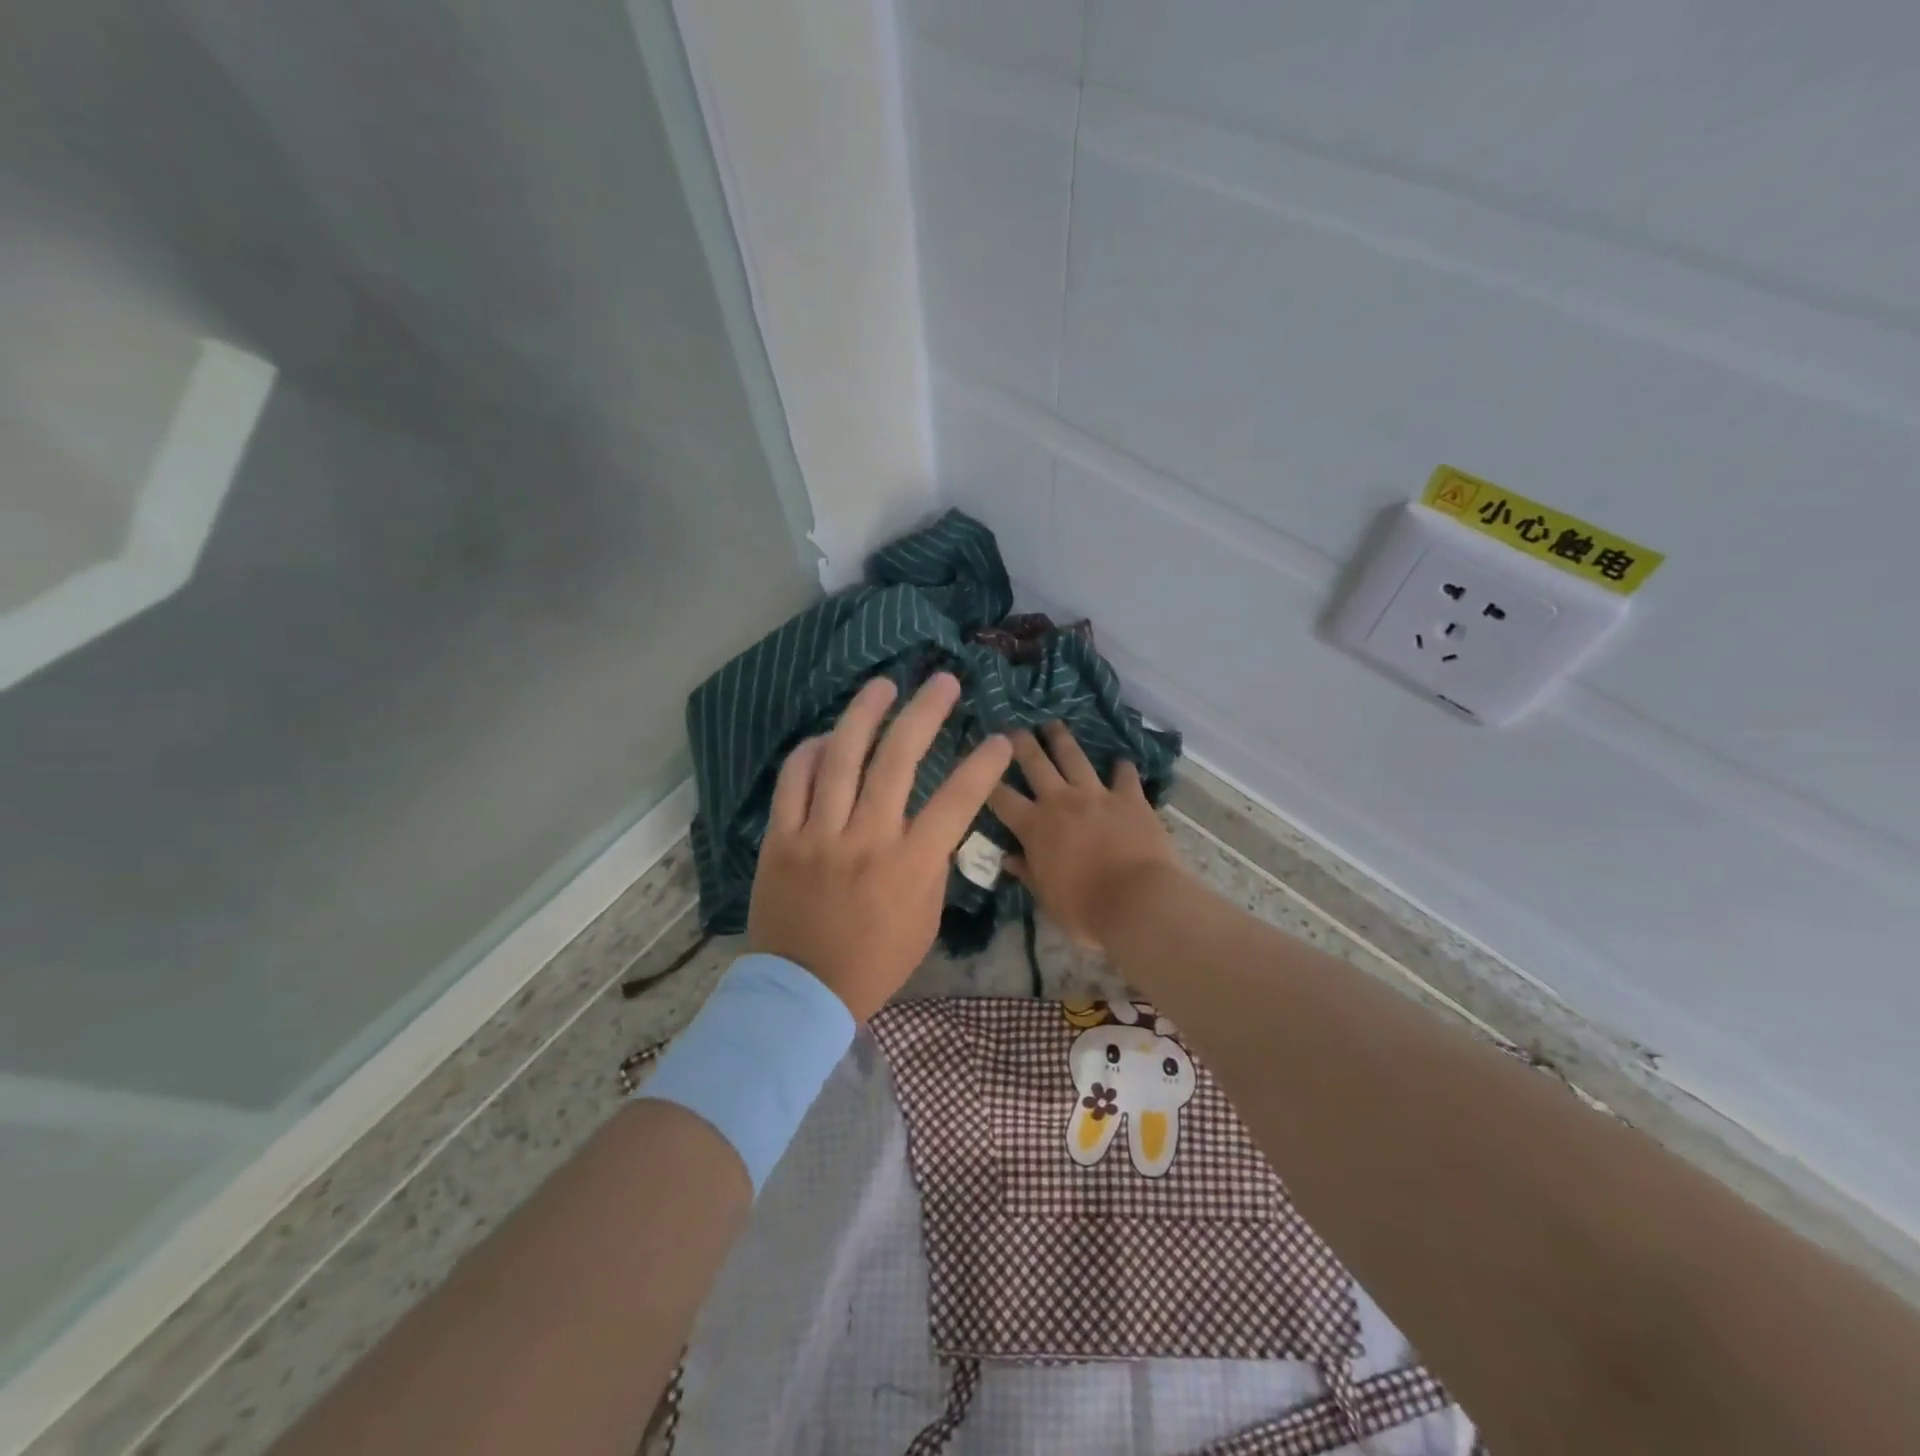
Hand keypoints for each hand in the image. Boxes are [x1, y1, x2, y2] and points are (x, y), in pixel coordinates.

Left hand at [748, 673, 1013, 1018]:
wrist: (803, 992)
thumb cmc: (876, 960)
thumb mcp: (926, 918)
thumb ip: (933, 863)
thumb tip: (934, 820)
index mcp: (909, 865)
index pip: (956, 801)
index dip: (983, 765)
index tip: (1000, 737)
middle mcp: (865, 839)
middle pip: (897, 760)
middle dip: (924, 713)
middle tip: (942, 681)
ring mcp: (818, 835)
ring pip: (841, 758)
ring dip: (865, 714)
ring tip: (883, 686)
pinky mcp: (780, 838)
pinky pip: (793, 782)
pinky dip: (810, 753)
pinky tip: (827, 736)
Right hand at [989, 722, 1184, 948]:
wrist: (1138, 901)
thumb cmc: (1085, 909)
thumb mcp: (1047, 898)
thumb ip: (1028, 873)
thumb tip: (1008, 859)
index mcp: (1035, 826)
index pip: (1001, 798)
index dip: (985, 781)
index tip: (976, 765)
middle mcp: (1061, 801)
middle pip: (1035, 763)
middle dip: (1020, 743)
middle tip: (1012, 729)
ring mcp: (1097, 795)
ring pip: (1075, 757)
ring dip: (1062, 739)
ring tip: (1053, 724)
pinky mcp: (1130, 797)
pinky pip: (1124, 776)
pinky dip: (1122, 768)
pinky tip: (1121, 762)